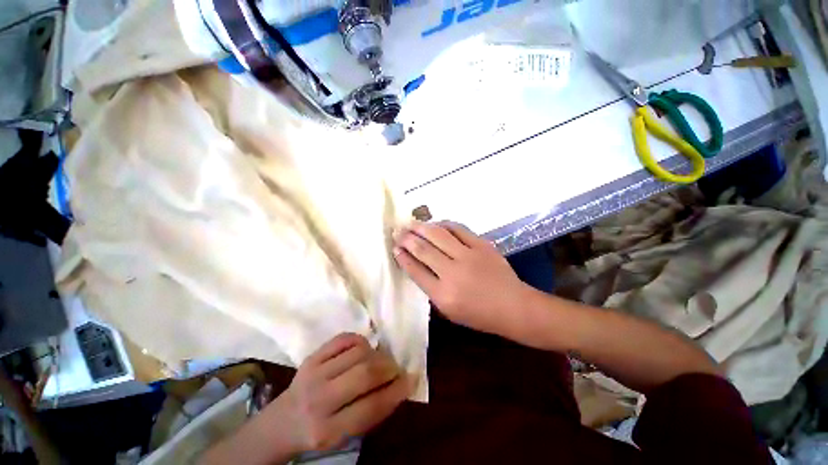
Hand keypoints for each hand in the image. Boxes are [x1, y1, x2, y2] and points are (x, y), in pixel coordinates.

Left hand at [269, 333, 408, 453]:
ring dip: (376, 354)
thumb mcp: (344, 436)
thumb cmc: (318, 432)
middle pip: (365, 374)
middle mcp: (319, 400)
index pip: (371, 407)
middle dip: (389, 368)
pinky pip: (344, 338)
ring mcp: (313, 373)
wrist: (281, 423)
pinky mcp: (311, 356)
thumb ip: (372, 412)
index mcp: (328, 431)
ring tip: (380, 360)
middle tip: (397, 368)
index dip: (396, 392)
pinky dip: (360, 341)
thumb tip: (400, 384)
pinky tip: (363, 349)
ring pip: (357, 352)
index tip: (410, 380)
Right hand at [393, 221, 532, 336]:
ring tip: (411, 223)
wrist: (513, 306)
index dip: (402, 257)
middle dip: (407, 238)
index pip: (415, 270)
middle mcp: (453, 273)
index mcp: (443, 295)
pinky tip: (436, 223)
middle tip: (398, 231)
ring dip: (421, 227)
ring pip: (438, 235)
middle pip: (423, 249)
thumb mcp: (449, 311)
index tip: (394, 248)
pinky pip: (458, 229)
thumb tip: (416, 265)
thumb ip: (431, 289)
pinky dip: (444, 224)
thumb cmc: (480, 315)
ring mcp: (468, 256)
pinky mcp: (482, 245)